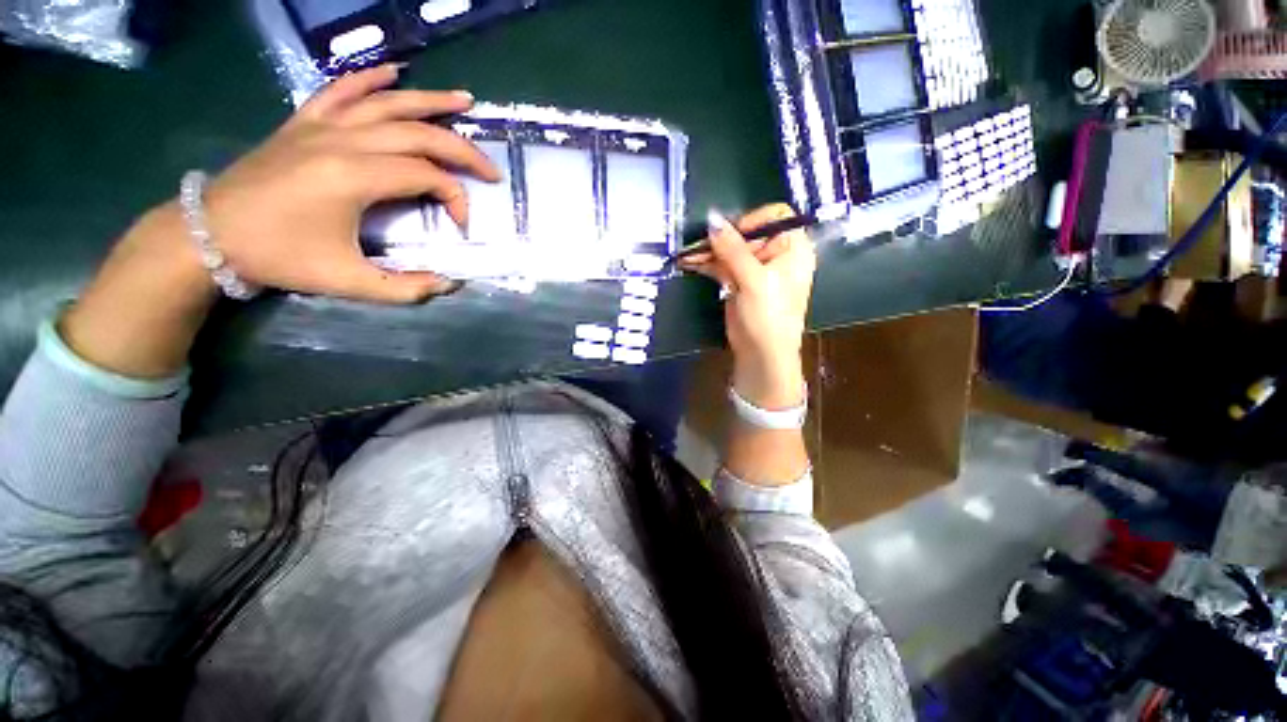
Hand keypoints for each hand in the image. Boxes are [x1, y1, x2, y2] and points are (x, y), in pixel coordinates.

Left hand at [202, 63, 500, 303]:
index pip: (428, 175)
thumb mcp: (348, 282)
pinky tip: (394, 71)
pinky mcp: (304, 121)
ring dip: (431, 100)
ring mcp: (321, 125)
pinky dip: (370, 77)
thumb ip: (406, 288)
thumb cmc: (280, 257)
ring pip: (388, 102)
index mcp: (355, 176)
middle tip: (491, 170)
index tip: (461, 226)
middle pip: (419, 133)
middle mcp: (344, 140)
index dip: (456, 199)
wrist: (210, 234)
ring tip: (465, 99)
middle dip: (463, 151)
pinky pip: (341, 88)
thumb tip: (450, 284)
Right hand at [679, 204, 815, 408]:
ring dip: (709, 251)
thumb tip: (712, 219)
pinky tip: (690, 261)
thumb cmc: (769, 316)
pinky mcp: (738, 281)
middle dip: (722, 238)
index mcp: (792, 248)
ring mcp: (755, 268)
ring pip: (730, 249)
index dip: (751, 220)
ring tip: (688, 254)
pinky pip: (722, 264)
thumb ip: (732, 249)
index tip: (730, 234)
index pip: (774, 217)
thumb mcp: (753, 280)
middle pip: (746, 233)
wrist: (761, 353)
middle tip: (699, 245)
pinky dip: (707, 263)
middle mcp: (775, 254)